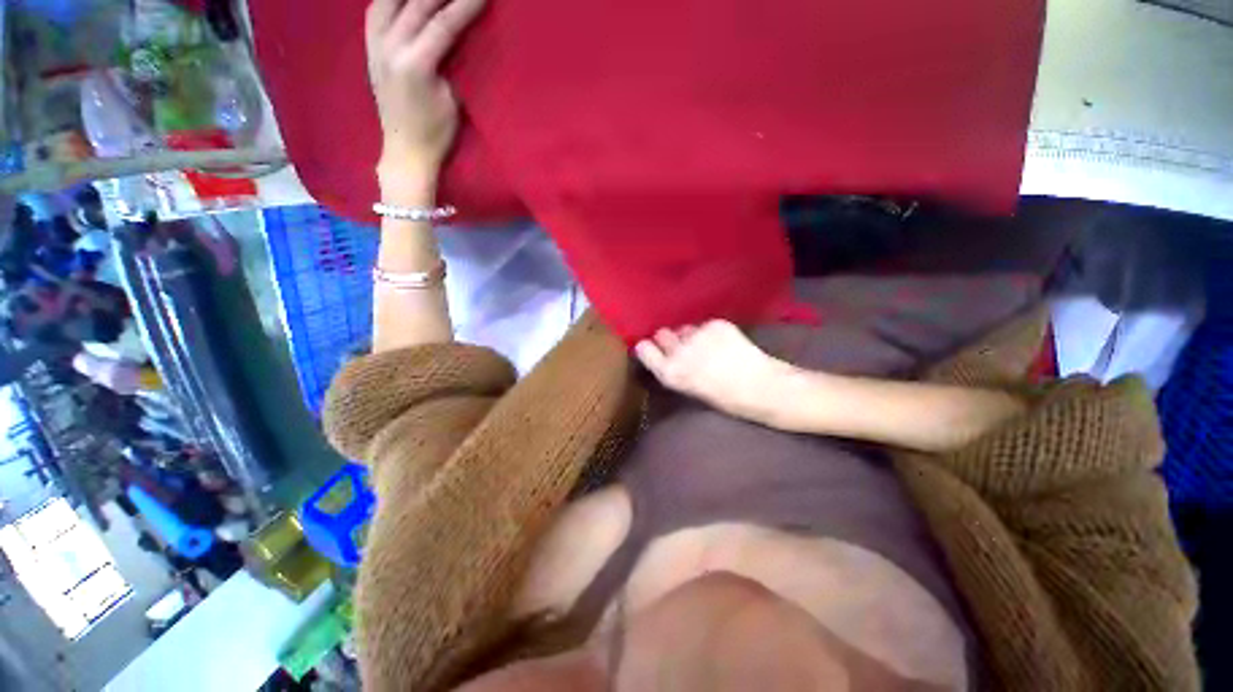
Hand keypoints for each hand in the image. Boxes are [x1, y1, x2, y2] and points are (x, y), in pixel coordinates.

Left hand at [365, 0, 486, 185]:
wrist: (405, 151)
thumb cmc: (436, 134)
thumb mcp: (453, 102)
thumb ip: (452, 64)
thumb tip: (457, 37)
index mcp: (415, 65)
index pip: (442, 24)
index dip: (464, 6)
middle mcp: (390, 48)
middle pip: (415, 4)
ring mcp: (375, 46)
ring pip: (389, 0)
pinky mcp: (370, 49)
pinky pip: (376, 10)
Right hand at [634, 320, 792, 423]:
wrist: (764, 388)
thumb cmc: (727, 400)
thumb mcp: (690, 390)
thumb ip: (673, 370)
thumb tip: (666, 355)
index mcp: (670, 372)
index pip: (644, 348)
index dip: (649, 348)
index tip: (654, 350)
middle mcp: (679, 351)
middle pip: (662, 334)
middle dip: (669, 340)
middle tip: (683, 349)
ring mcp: (698, 335)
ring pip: (684, 328)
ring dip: (690, 335)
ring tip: (708, 348)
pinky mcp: (716, 324)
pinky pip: (705, 325)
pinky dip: (711, 332)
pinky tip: (725, 343)